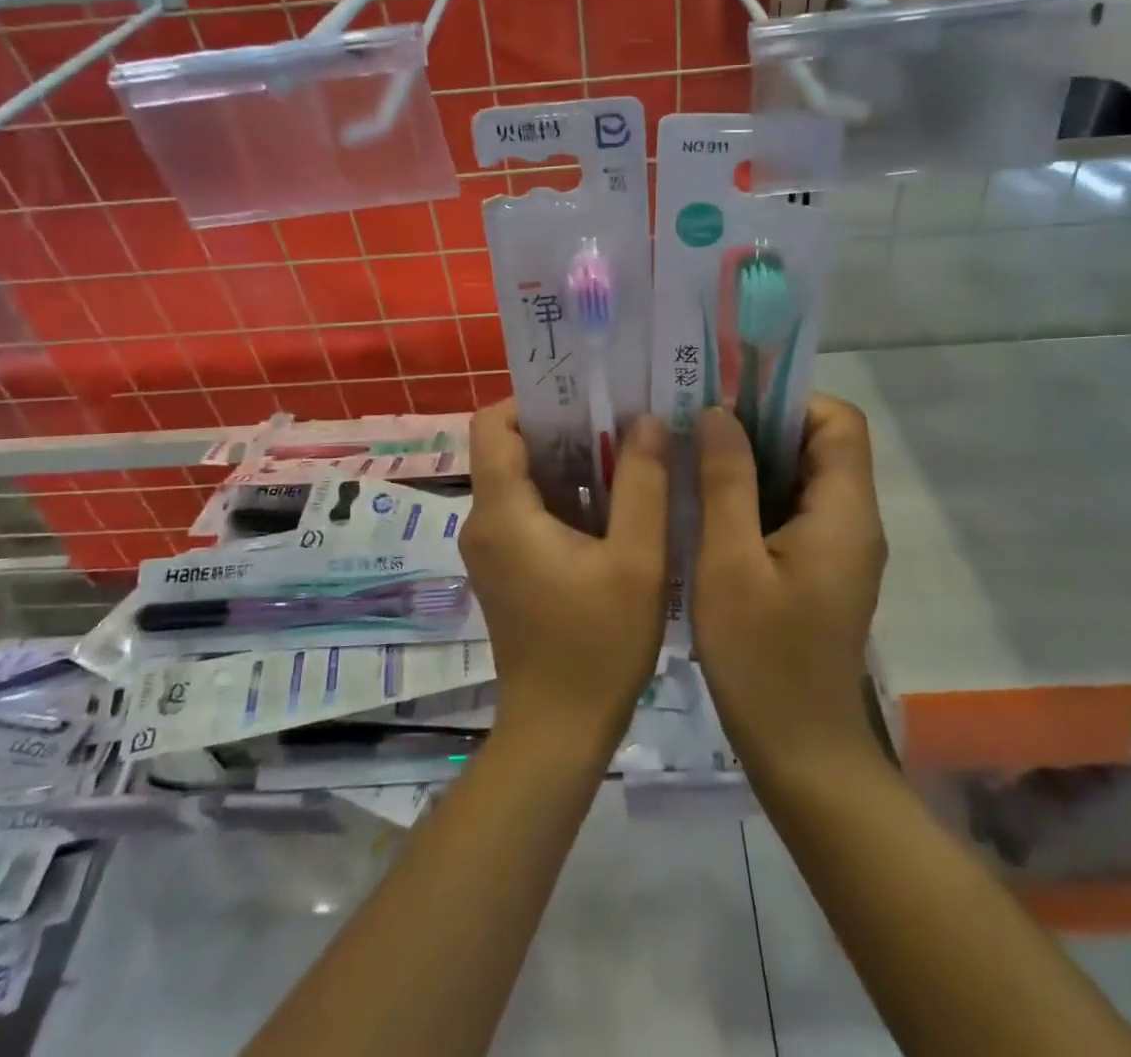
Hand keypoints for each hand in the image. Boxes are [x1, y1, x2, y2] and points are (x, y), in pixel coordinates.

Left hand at [461, 402, 669, 746]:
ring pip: (523, 480)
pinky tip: (616, 504)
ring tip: (629, 454)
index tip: (587, 398)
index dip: (533, 399)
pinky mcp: (507, 568)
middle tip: (624, 420)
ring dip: (570, 463)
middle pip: (511, 448)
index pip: (493, 424)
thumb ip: (643, 485)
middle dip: (564, 428)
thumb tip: (645, 420)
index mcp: (503, 511)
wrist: (558, 731)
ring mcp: (492, 547)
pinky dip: (566, 497)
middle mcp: (485, 521)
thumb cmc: (597, 645)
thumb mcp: (637, 561)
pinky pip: (529, 511)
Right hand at [691, 397, 887, 773]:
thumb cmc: (764, 658)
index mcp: (844, 511)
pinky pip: (791, 512)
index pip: (837, 420)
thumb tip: (720, 412)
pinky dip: (753, 498)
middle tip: (696, 427)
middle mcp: (852, 521)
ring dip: (751, 463)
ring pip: (800, 478)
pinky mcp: (818, 571)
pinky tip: (705, 509)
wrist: (802, 755)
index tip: (727, 404)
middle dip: (759, 427)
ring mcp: (837, 549)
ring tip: (692, 461)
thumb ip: (727, 481)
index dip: (786, 400)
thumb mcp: (730, 562)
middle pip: (819, 445)